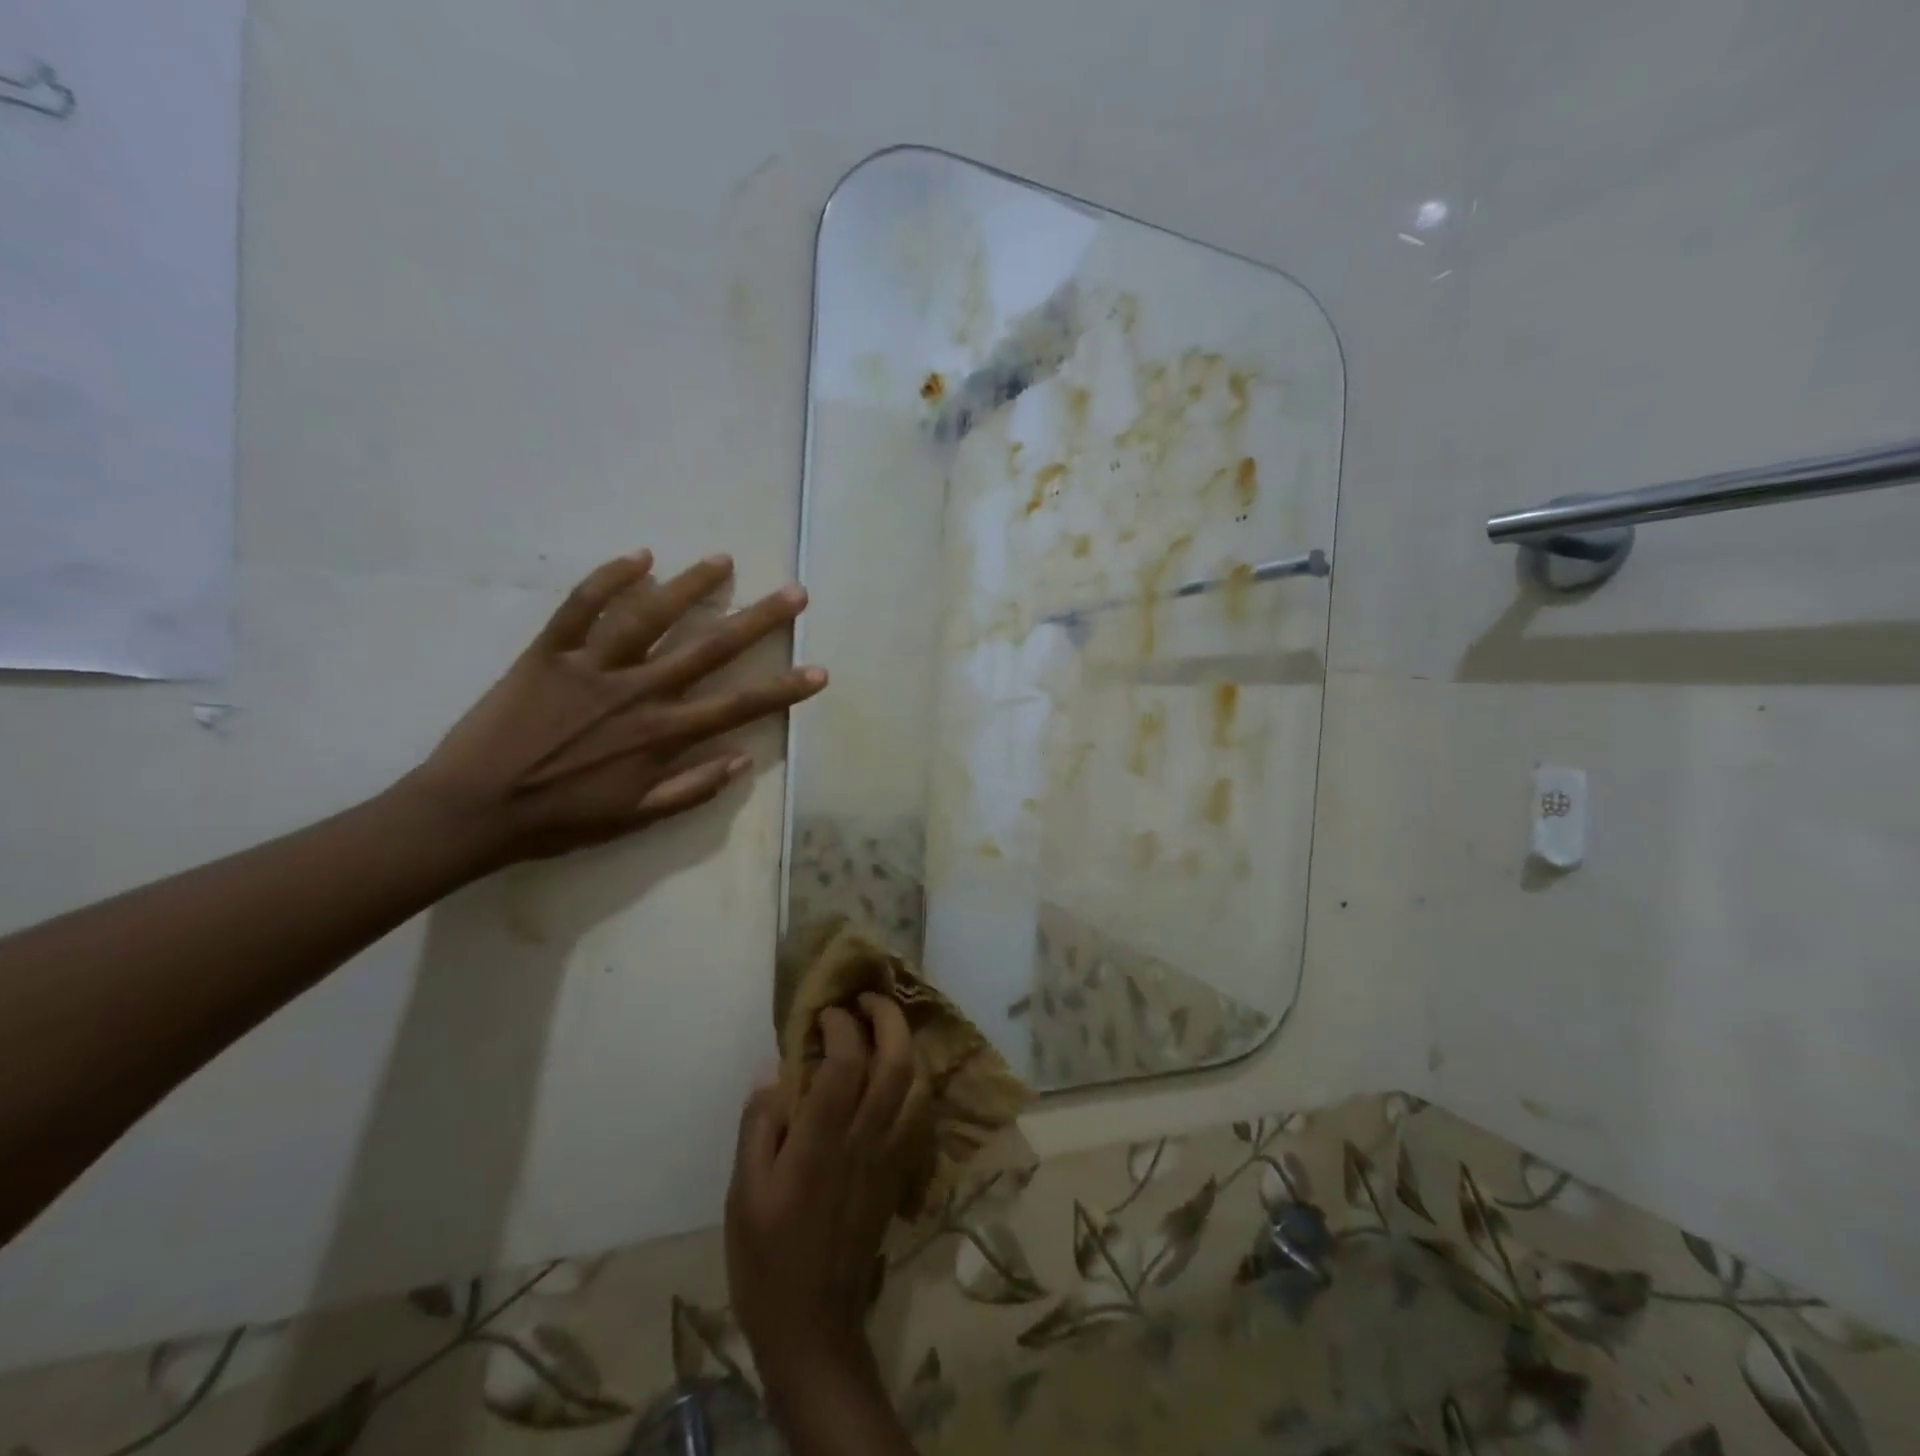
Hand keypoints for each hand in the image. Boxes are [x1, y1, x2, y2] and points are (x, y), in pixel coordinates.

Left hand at [401, 549, 824, 867]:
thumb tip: (743, 760)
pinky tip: (640, 557)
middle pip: (708, 648)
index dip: (784, 689)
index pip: (738, 706)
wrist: (470, 809)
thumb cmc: (558, 819)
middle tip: (794, 592)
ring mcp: (591, 667)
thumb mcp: (634, 817)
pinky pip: (579, 606)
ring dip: (691, 586)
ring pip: (650, 615)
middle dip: (758, 620)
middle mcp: (636, 691)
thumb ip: (692, 789)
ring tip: (724, 561)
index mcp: (660, 735)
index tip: (819, 670)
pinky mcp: (547, 652)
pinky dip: (608, 578)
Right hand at [726, 997, 929, 1394]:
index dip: (841, 1024)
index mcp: (822, 1140)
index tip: (825, 1012)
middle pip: (896, 1061)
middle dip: (888, 1018)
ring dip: (905, 1045)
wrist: (815, 1325)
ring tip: (882, 1029)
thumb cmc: (767, 1258)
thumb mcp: (744, 1193)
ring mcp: (890, 1155)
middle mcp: (865, 1138)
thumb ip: (760, 1125)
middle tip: (867, 1000)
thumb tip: (775, 1072)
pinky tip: (892, 1078)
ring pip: (916, 1084)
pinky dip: (911, 1081)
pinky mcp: (899, 1173)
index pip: (847, 1061)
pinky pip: (918, 1113)